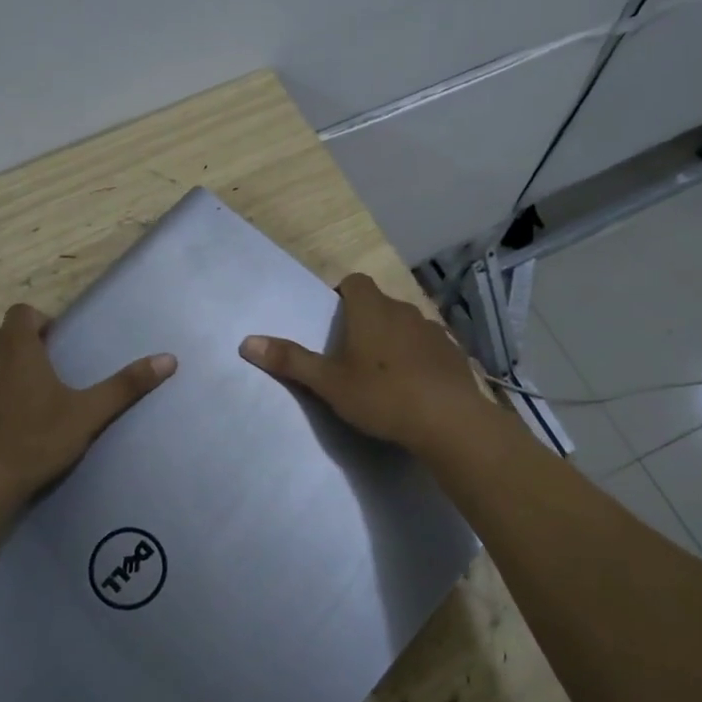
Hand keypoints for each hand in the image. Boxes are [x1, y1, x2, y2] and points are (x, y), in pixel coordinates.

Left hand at [0, 303, 176, 508]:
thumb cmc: (34, 443)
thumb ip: (126, 385)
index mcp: (16, 348)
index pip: (23, 313)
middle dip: (19, 351)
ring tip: (14, 408)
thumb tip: (169, 359)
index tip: (52, 346)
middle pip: (1, 339)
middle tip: (40, 383)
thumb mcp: (87, 415)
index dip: (38, 323)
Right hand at [239, 273, 491, 457]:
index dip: (342, 293)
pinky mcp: (454, 353)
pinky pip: (428, 346)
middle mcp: (404, 310)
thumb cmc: (382, 395)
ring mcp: (433, 330)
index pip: (355, 281)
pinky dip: (418, 356)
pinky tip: (414, 385)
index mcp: (371, 310)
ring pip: (406, 324)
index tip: (333, 319)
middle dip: (365, 320)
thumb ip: (291, 361)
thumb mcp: (329, 383)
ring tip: (381, 371)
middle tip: (350, 353)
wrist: (449, 421)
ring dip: (393, 338)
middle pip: (380, 303)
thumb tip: (247, 342)